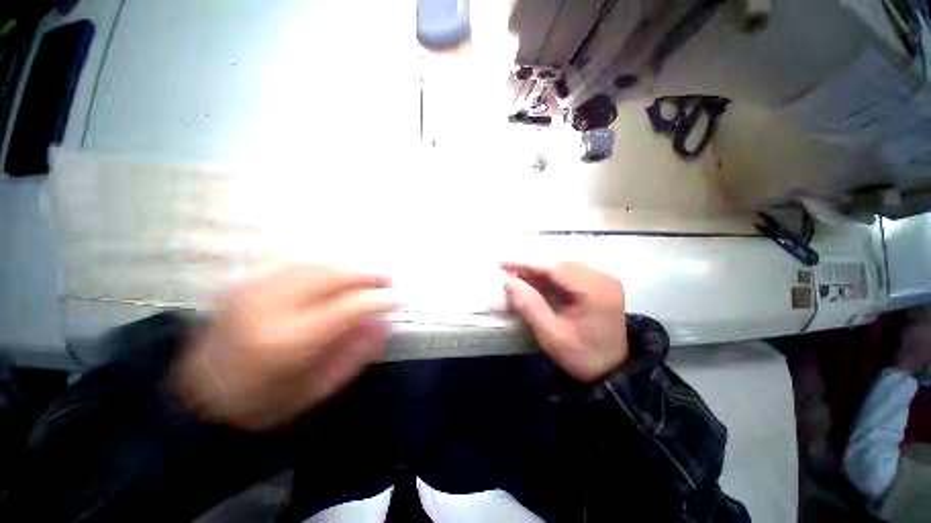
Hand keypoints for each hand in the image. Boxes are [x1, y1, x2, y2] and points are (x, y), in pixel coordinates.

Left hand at [173, 265, 400, 430]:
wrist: (197, 398)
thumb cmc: (261, 405)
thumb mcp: (316, 390)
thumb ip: (355, 354)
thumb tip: (385, 323)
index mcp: (288, 342)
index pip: (350, 306)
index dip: (381, 299)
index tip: (402, 298)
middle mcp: (269, 306)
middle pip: (334, 275)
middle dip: (369, 274)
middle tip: (390, 281)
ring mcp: (253, 288)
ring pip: (317, 262)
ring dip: (350, 266)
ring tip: (369, 275)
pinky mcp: (244, 282)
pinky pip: (295, 262)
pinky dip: (324, 264)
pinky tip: (337, 273)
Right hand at [502, 262, 627, 382]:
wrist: (611, 371)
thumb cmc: (581, 356)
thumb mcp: (551, 335)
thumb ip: (529, 306)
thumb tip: (509, 281)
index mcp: (595, 291)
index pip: (555, 268)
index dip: (527, 264)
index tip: (503, 264)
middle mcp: (603, 279)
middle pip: (561, 263)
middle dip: (533, 265)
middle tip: (508, 270)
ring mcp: (604, 280)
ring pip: (565, 265)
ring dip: (541, 269)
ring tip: (519, 274)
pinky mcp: (601, 284)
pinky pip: (571, 272)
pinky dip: (551, 274)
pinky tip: (537, 278)